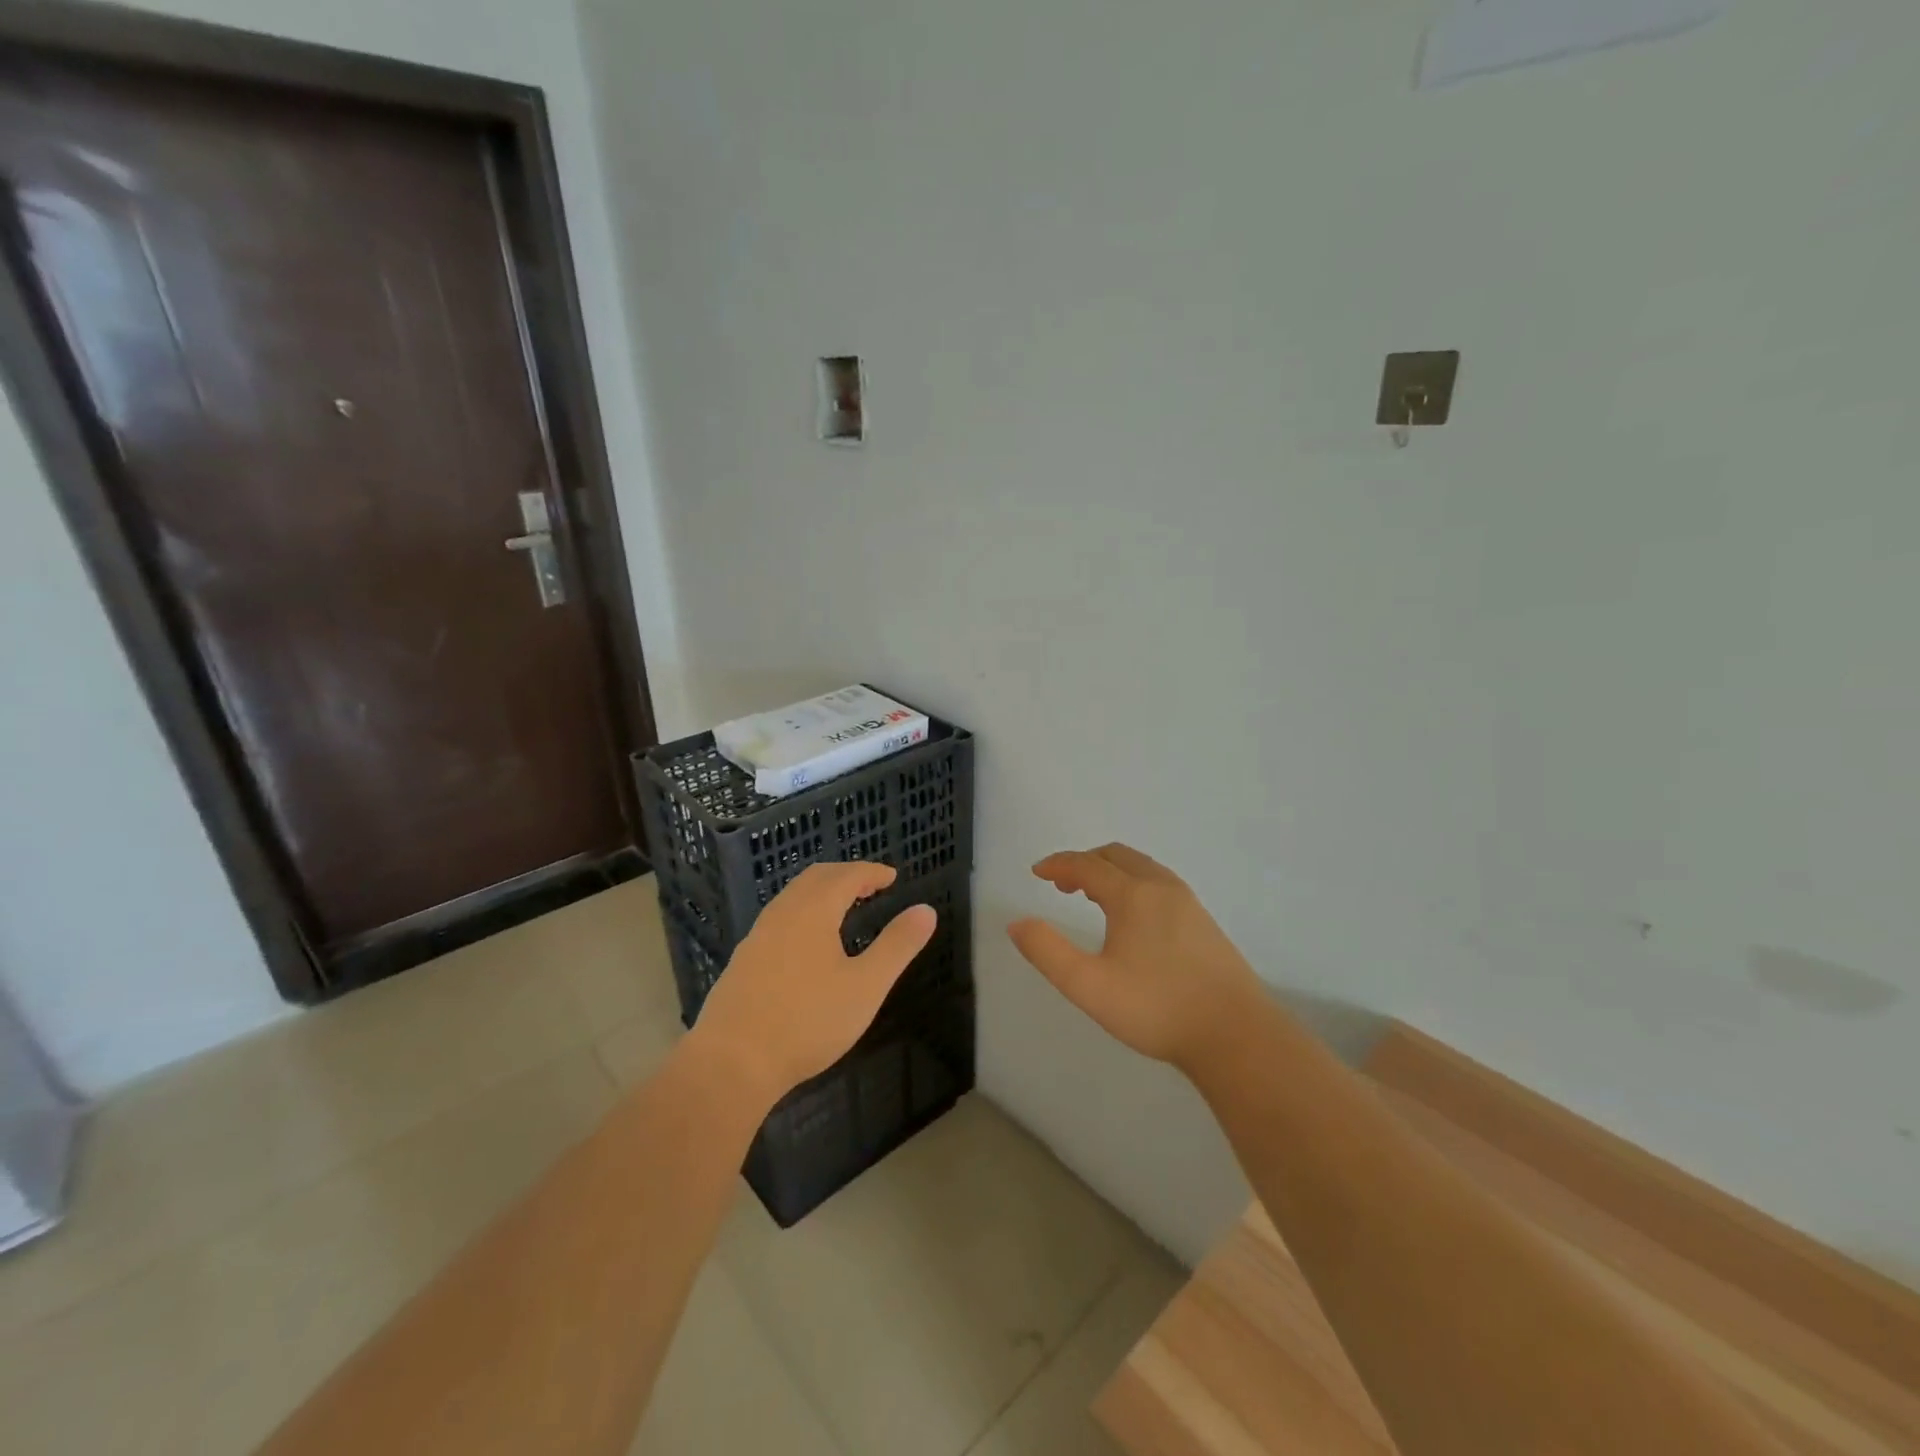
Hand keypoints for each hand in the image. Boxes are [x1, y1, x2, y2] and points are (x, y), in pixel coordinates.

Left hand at [692, 862, 937, 1105]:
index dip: (872, 872)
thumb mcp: (866, 986)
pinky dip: (802, 912)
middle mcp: (782, 913)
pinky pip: (779, 918)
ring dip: (821, 892)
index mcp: (813, 911)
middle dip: (846, 875)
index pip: (847, 875)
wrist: (732, 1062)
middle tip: (870, 886)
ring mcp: (757, 936)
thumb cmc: (808, 1021)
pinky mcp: (743, 960)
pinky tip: (807, 943)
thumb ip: (897, 945)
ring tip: (843, 908)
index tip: (892, 877)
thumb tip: (926, 910)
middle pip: (815, 878)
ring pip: (793, 897)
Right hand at [1009, 844, 1264, 1074]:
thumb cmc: (1156, 1008)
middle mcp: (1161, 887)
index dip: (1058, 864)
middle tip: (1061, 883)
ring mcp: (1188, 902)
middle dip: (1084, 863)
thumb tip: (1017, 923)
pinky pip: (1159, 882)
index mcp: (1132, 895)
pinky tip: (1133, 916)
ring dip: (1111, 871)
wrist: (1235, 1034)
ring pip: (1142, 867)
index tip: (1037, 872)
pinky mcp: (1204, 921)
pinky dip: (1134, 882)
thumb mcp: (1089, 985)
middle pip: (1116, 856)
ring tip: (1092, 895)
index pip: (1087, 865)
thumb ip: (1048, 952)